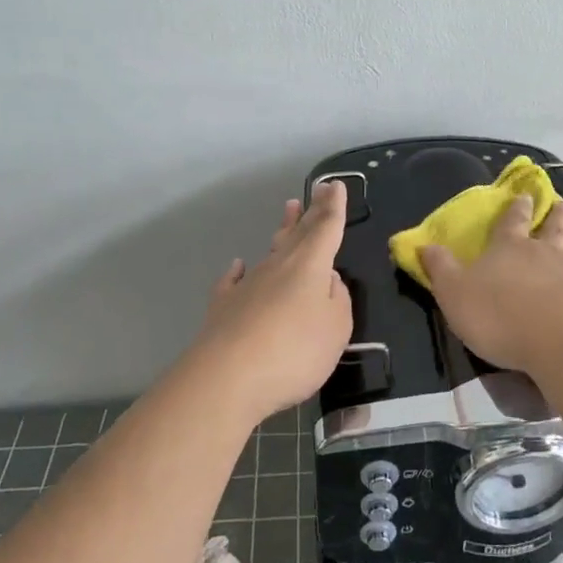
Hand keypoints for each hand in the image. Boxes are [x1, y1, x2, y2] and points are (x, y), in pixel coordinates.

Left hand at [184, 180, 352, 426]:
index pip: (326, 228)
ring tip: (289, 211)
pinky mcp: (224, 307)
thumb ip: (338, 300)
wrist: (227, 378)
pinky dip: (239, 272)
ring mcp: (248, 285)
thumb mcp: (337, 328)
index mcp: (310, 266)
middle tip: (318, 189)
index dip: (333, 207)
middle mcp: (278, 266)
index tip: (335, 184)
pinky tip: (238, 266)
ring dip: (282, 230)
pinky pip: (234, 281)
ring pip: (270, 251)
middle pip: (299, 232)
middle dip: (312, 211)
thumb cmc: (294, 351)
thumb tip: (328, 280)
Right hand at [418, 194, 562, 374]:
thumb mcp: (454, 294)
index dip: (516, 208)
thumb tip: (423, 244)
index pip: (511, 221)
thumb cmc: (499, 317)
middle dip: (558, 214)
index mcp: (509, 248)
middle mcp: (547, 252)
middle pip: (554, 226)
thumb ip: (440, 268)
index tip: (525, 195)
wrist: (557, 342)